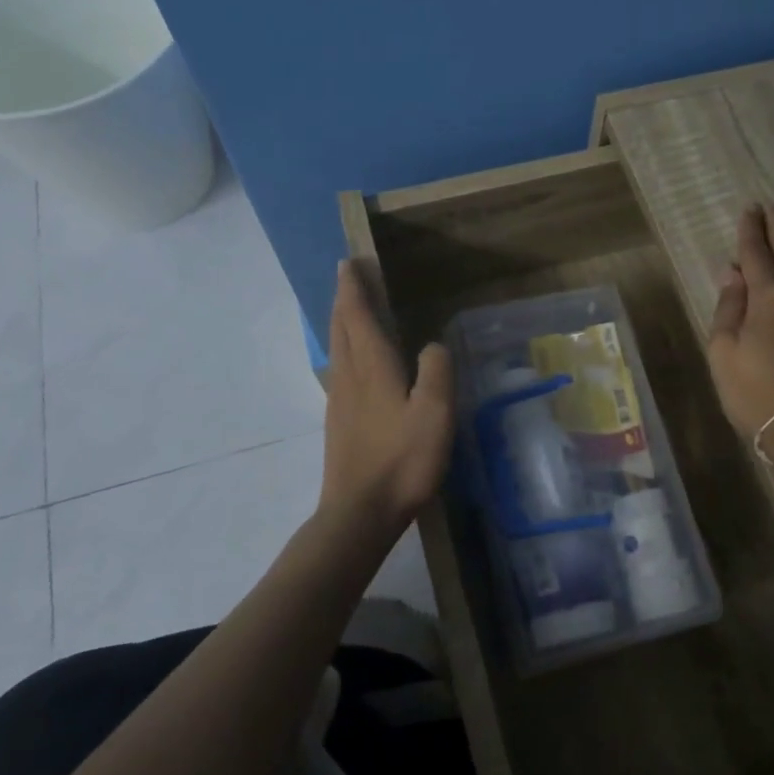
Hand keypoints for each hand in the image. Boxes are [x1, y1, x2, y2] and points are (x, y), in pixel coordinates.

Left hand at [319, 260, 454, 528]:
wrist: (360, 513)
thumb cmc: (402, 460)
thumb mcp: (434, 413)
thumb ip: (436, 371)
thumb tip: (432, 345)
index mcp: (372, 368)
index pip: (358, 315)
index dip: (353, 287)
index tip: (349, 261)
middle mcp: (350, 377)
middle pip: (341, 327)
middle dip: (343, 298)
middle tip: (347, 276)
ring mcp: (340, 401)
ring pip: (337, 348)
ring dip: (341, 322)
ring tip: (349, 308)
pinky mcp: (339, 422)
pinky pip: (339, 369)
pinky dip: (344, 348)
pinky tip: (354, 361)